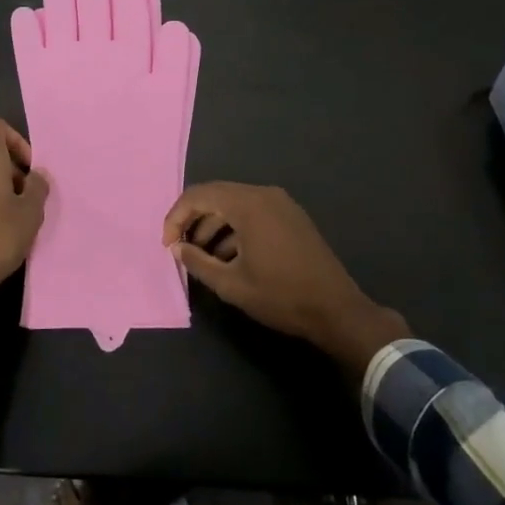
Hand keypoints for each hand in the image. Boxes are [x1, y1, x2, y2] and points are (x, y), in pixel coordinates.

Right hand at [163, 182, 406, 373]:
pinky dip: (234, 228)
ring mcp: (281, 204)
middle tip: (181, 249)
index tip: (168, 245)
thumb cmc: (281, 296)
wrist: (337, 310)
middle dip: (193, 220)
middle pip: (216, 196)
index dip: (176, 217)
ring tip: (203, 257)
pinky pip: (253, 212)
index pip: (198, 195)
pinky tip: (229, 257)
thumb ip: (198, 262)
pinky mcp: (291, 216)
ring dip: (214, 226)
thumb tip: (177, 248)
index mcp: (248, 204)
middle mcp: (264, 194)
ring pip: (234, 204)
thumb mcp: (231, 284)